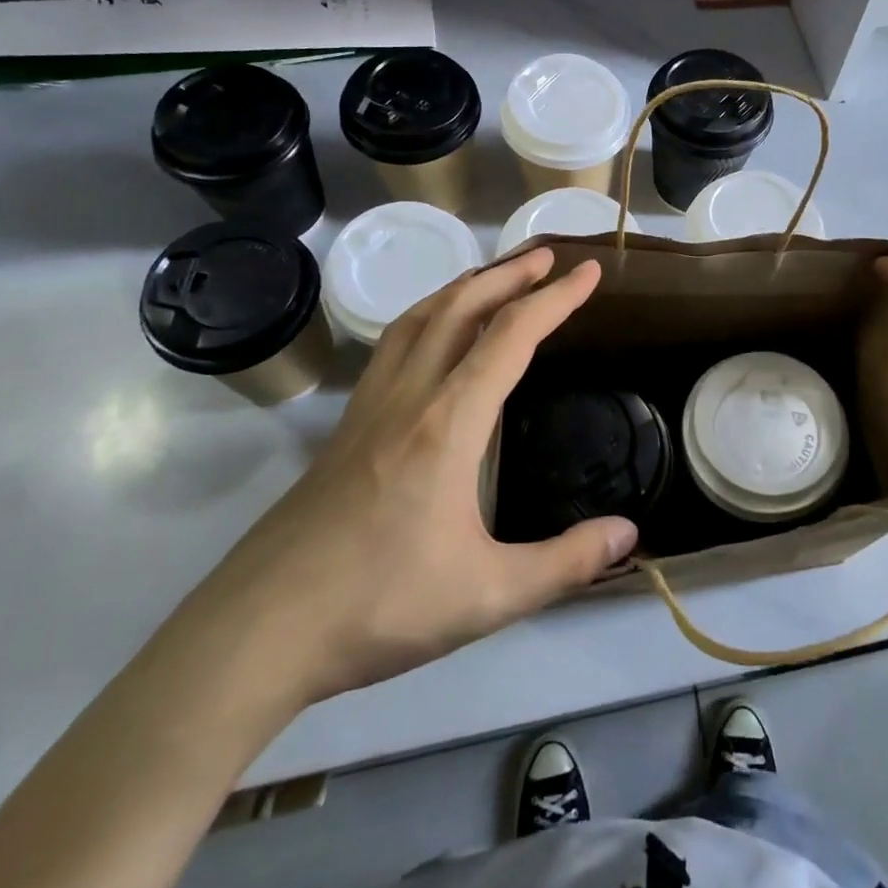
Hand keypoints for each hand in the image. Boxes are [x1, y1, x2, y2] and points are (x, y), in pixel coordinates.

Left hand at [177, 249, 635, 709]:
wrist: (259, 630)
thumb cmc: (379, 606)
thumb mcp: (487, 595)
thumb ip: (565, 563)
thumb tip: (628, 535)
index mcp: (449, 421)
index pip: (511, 336)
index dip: (556, 298)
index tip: (589, 272)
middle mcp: (409, 395)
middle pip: (462, 308)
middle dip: (510, 275)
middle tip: (548, 257)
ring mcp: (370, 406)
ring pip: (419, 318)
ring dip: (464, 286)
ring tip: (496, 276)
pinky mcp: (346, 425)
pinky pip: (392, 344)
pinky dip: (426, 316)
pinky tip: (432, 334)